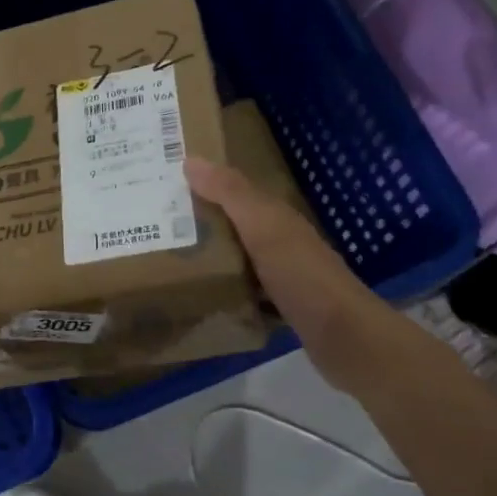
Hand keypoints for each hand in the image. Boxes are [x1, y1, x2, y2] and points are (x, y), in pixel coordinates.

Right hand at [185, 156, 428, 393]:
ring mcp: (282, 275)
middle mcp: (280, 240)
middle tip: (154, 223)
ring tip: (168, 258)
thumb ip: (230, 194)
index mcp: (277, 217)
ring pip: (238, 257)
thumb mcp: (263, 227)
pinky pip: (243, 289)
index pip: (236, 191)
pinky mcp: (280, 306)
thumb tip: (190, 159)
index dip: (205, 184)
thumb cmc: (301, 275)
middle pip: (235, 224)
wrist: (342, 335)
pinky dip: (224, 288)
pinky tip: (201, 296)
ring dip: (210, 255)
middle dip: (201, 221)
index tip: (165, 183)